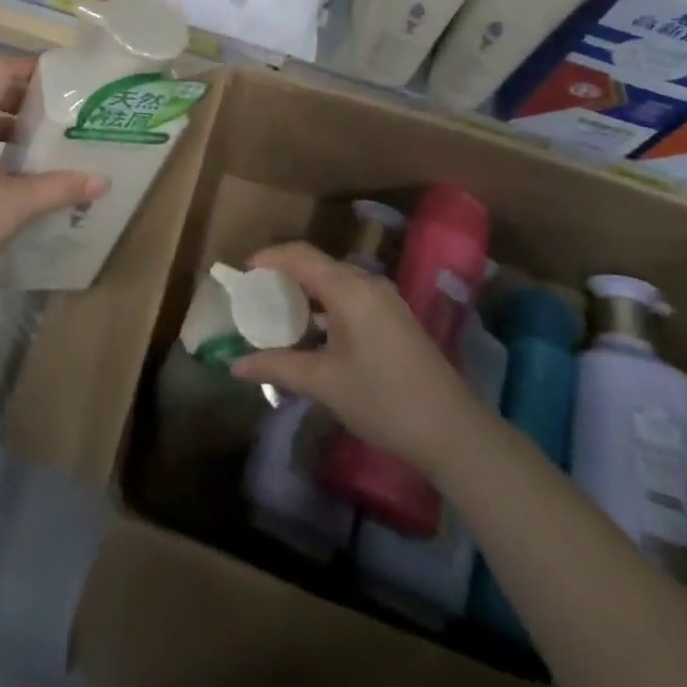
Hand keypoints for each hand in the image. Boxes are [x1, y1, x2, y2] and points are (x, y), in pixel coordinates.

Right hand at [231, 242, 484, 472]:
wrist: (451, 430)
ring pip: (335, 284)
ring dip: (306, 295)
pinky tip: (314, 336)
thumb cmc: (382, 399)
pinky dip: (326, 309)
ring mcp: (385, 300)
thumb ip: (277, 366)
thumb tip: (235, 365)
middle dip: (284, 277)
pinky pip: (351, 299)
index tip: (242, 272)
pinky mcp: (395, 319)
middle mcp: (367, 283)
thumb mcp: (324, 383)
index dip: (269, 258)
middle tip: (256, 297)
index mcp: (349, 288)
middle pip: (317, 266)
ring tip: (278, 317)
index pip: (300, 255)